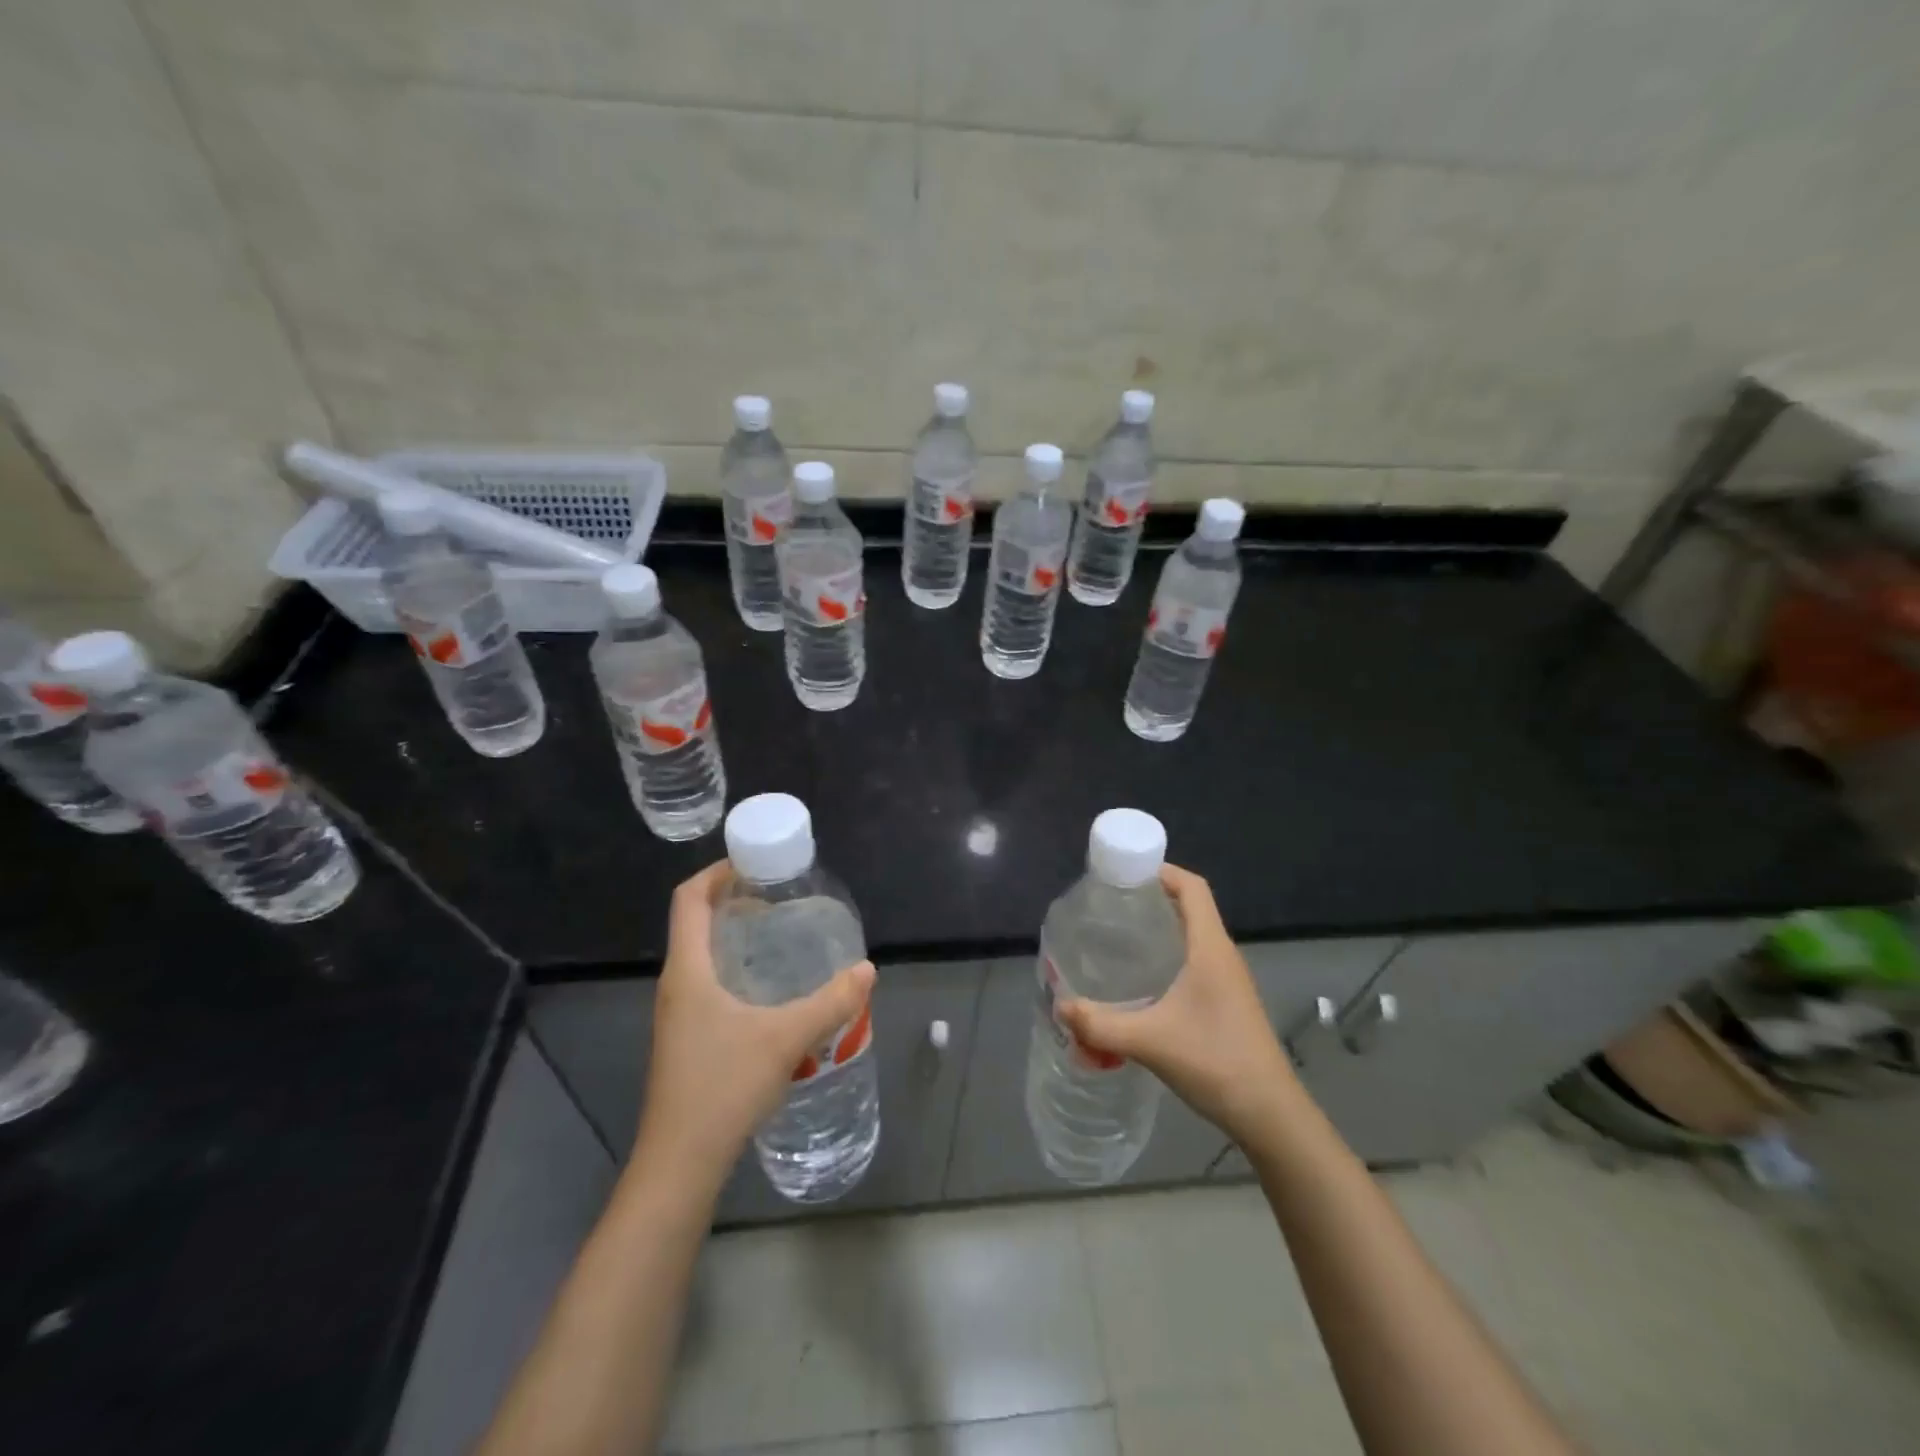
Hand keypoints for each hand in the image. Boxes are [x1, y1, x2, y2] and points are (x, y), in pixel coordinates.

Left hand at [635, 862, 875, 1191]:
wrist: (680, 1164)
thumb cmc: (723, 1088)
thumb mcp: (785, 1038)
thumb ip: (830, 1002)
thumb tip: (867, 970)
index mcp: (687, 971)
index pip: (688, 900)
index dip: (714, 872)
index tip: (752, 863)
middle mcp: (676, 986)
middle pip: (695, 923)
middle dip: (733, 901)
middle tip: (778, 896)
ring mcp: (678, 1015)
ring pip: (702, 957)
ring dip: (735, 937)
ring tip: (779, 935)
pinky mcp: (686, 1040)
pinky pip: (709, 984)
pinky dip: (736, 969)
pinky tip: (770, 990)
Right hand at [1059, 863, 1303, 1146]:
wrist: (1270, 1114)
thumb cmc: (1215, 1061)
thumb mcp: (1150, 1041)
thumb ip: (1101, 1025)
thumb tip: (1059, 1007)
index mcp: (1211, 948)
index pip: (1193, 887)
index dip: (1163, 870)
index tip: (1126, 872)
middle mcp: (1222, 956)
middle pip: (1191, 907)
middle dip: (1152, 898)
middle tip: (1111, 905)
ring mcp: (1228, 981)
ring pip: (1193, 937)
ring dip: (1161, 929)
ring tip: (1119, 937)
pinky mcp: (1227, 1003)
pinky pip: (1195, 962)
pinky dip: (1169, 957)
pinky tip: (1143, 982)